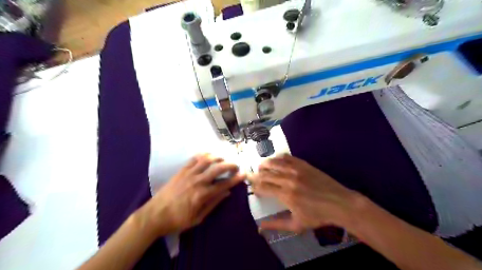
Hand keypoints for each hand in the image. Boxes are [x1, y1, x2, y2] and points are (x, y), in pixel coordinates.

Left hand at [138, 153, 244, 236]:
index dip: (235, 179)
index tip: (244, 174)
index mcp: (203, 195)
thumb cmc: (177, 220)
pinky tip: (208, 155)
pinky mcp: (181, 171)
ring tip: (223, 159)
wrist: (155, 215)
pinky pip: (193, 159)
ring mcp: (189, 174)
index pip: (224, 184)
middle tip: (235, 165)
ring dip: (218, 158)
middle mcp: (198, 181)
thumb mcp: (198, 218)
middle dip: (230, 165)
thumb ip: (213, 204)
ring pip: (207, 160)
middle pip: (217, 168)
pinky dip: (202, 155)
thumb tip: (227, 193)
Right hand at [248, 155, 360, 232]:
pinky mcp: (304, 164)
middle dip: (257, 175)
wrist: (339, 203)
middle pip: (267, 174)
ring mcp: (297, 170)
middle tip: (253, 177)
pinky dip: (279, 158)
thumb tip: (259, 227)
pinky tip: (276, 159)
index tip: (255, 189)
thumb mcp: (296, 225)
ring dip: (265, 164)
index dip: (256, 187)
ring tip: (260, 166)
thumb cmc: (318, 216)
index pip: (264, 187)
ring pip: (275, 163)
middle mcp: (289, 180)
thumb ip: (276, 225)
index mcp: (286, 195)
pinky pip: (287, 158)